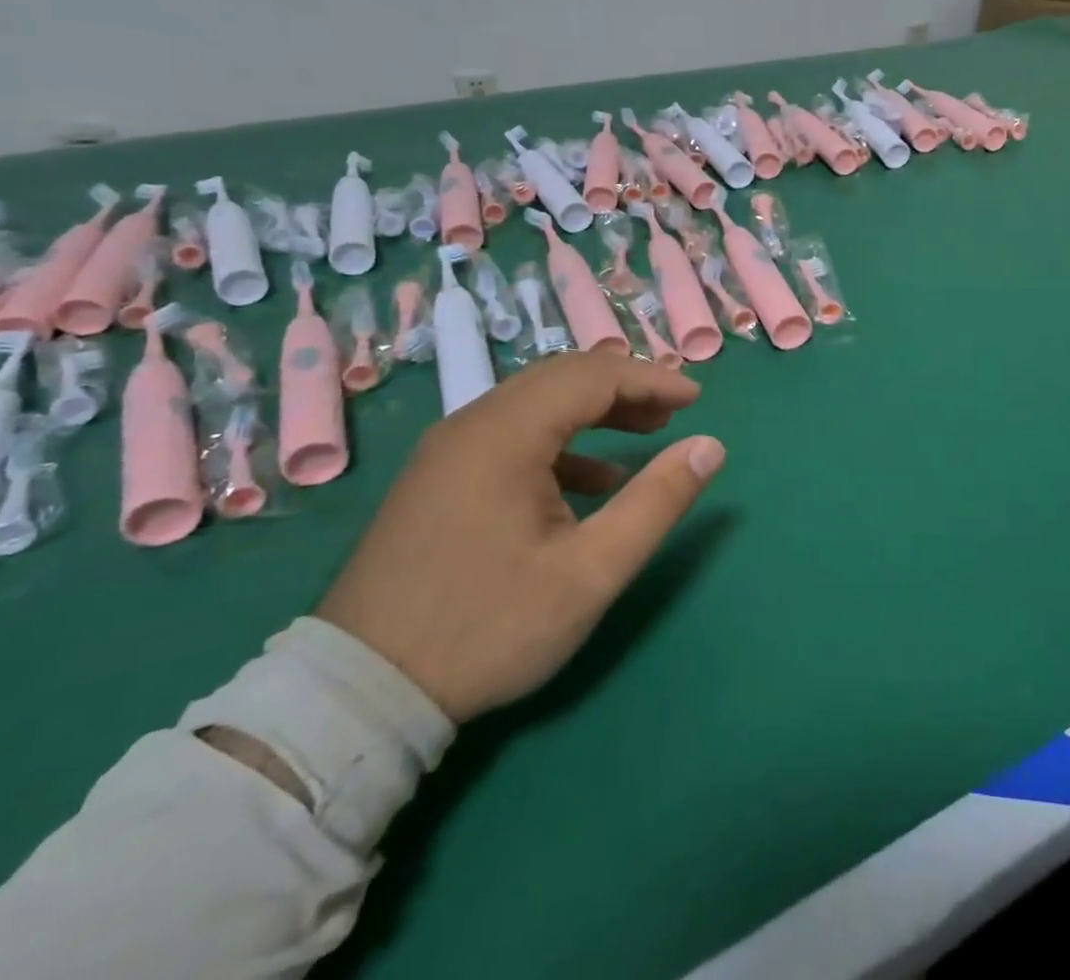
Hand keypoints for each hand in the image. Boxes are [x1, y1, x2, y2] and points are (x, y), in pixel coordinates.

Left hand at [316, 348, 724, 723]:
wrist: (360, 693)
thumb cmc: (487, 627)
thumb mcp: (591, 572)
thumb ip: (657, 502)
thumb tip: (710, 447)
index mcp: (506, 433)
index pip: (594, 375)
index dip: (652, 380)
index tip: (697, 400)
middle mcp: (472, 424)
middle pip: (564, 377)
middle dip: (626, 387)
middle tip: (674, 412)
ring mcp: (448, 449)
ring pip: (537, 402)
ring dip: (595, 409)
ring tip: (646, 433)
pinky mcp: (439, 477)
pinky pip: (512, 433)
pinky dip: (562, 441)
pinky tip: (592, 481)